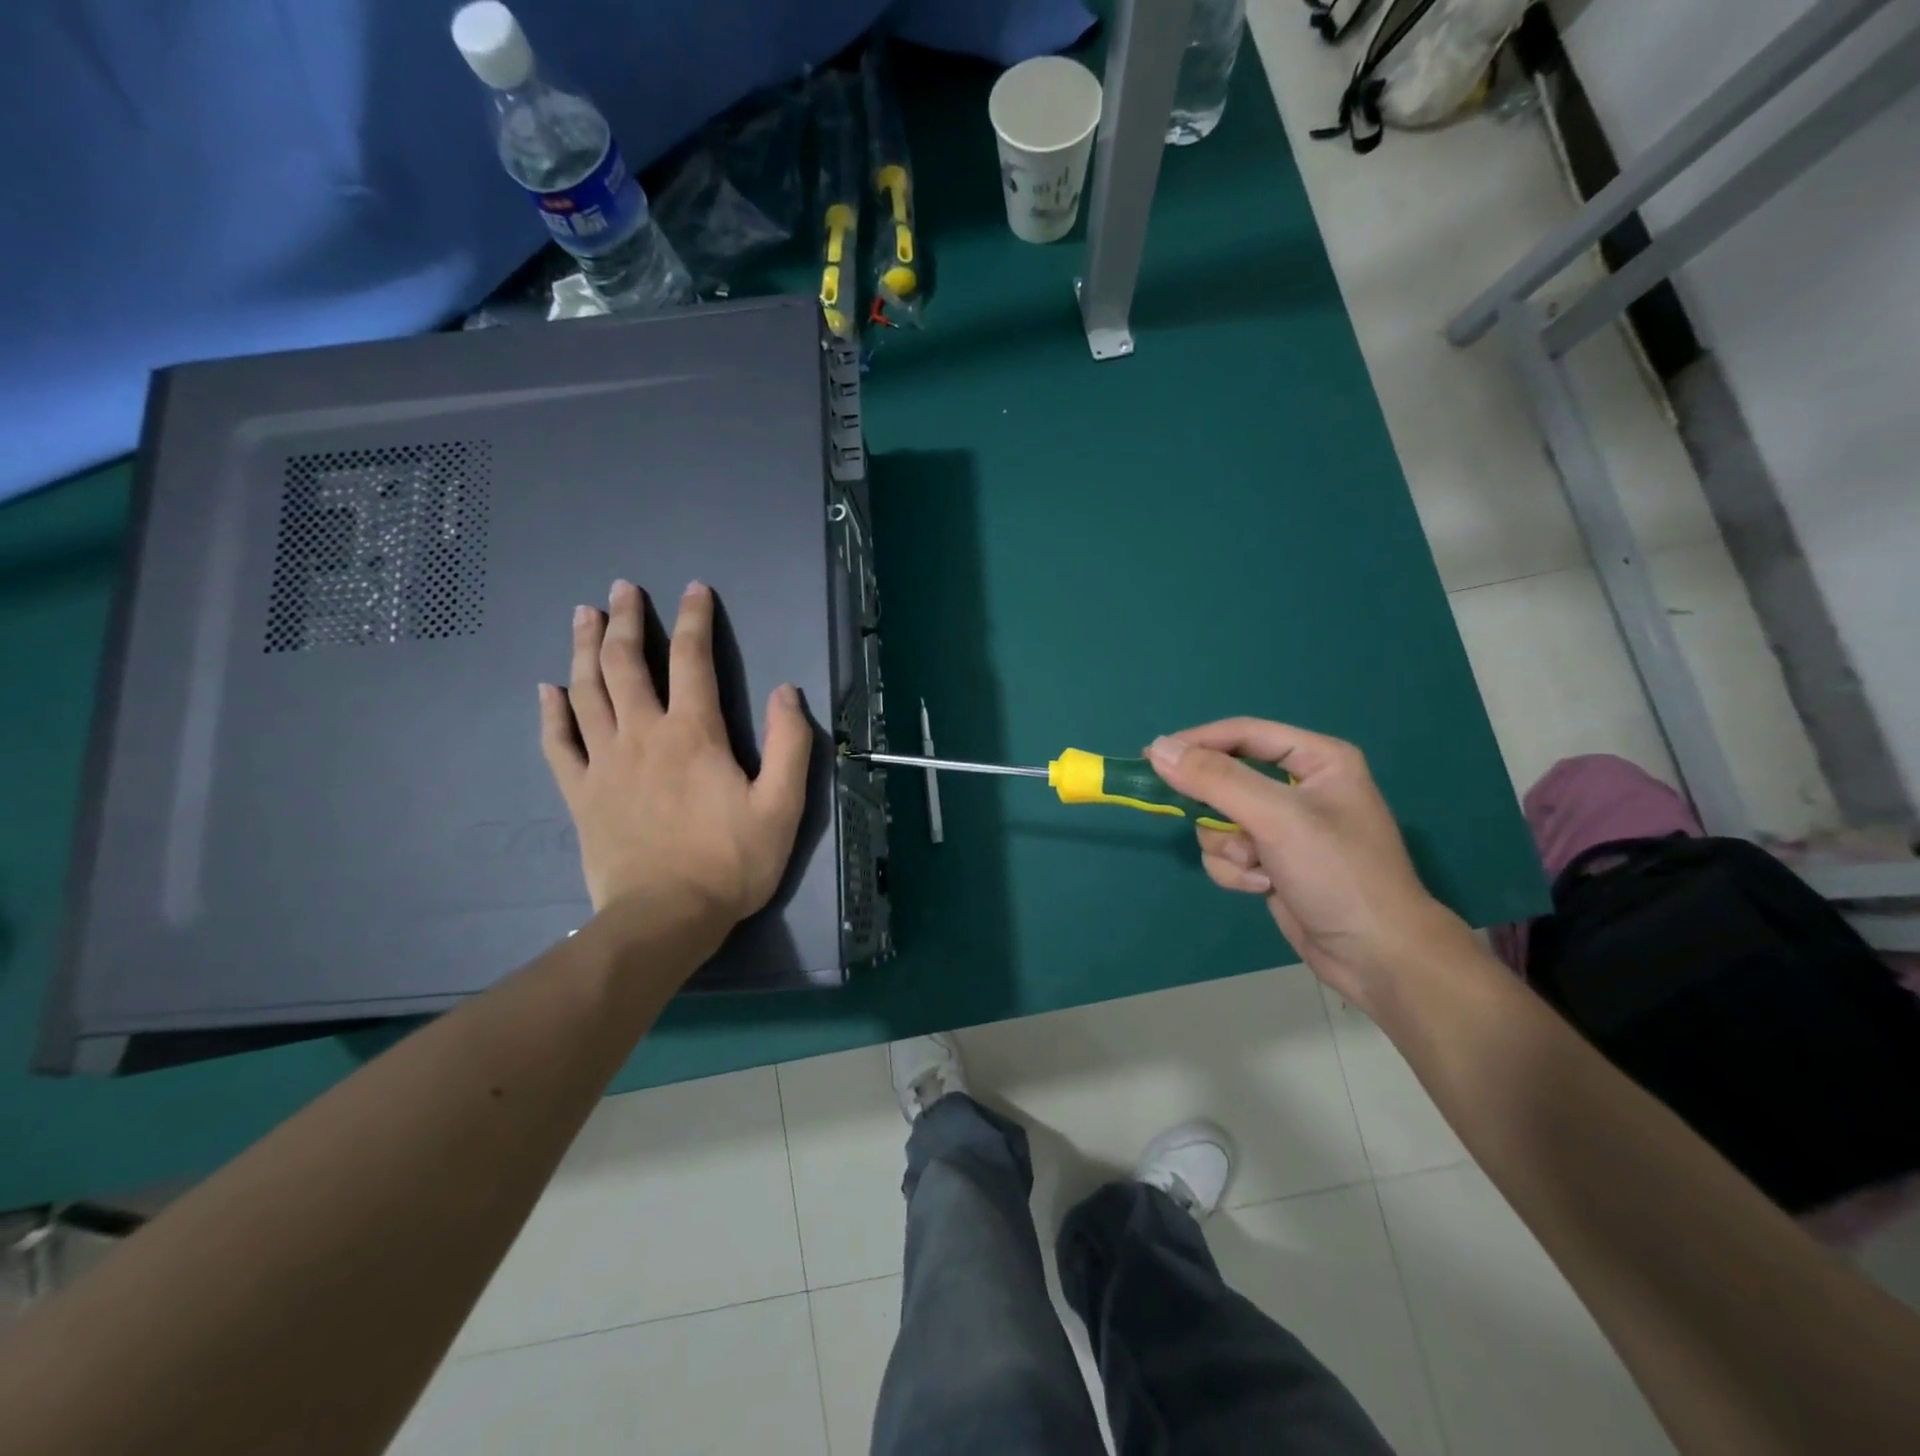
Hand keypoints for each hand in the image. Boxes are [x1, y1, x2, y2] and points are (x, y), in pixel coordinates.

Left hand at [539, 580, 812, 941]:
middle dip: (625, 620)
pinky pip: (558, 744)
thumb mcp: (782, 806)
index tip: (694, 589)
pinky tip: (547, 689)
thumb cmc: (730, 862)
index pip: (693, 660)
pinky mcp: (581, 794)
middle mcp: (643, 735)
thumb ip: (790, 744)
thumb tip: (786, 692)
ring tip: (584, 615)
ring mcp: (605, 763)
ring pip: (587, 692)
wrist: (665, 918)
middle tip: (621, 589)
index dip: (695, 619)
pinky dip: (551, 713)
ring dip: (585, 649)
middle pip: (626, 664)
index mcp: (693, 733)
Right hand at [1146, 719, 1474, 1011]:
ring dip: (1229, 847)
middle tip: (1212, 824)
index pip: (1243, 733)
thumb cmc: (1337, 873)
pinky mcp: (1272, 861)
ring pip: (1219, 820)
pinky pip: (1228, 852)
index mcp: (1317, 759)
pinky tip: (1264, 886)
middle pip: (1225, 779)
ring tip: (1259, 866)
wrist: (1376, 956)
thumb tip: (1158, 748)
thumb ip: (1215, 780)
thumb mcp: (1276, 818)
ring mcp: (1285, 827)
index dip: (1197, 742)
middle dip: (1219, 812)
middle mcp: (1300, 786)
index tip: (1151, 757)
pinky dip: (1236, 871)